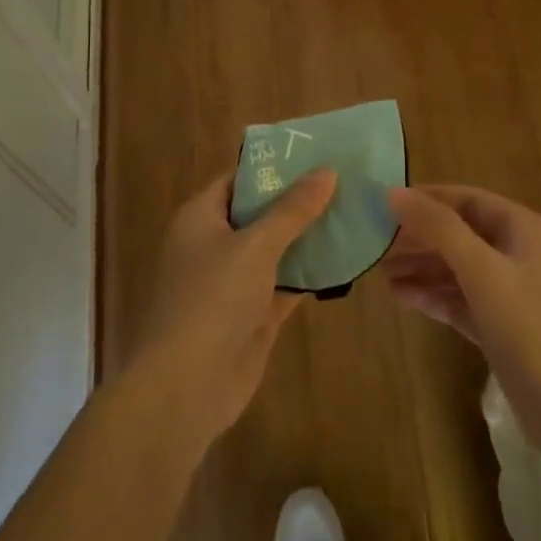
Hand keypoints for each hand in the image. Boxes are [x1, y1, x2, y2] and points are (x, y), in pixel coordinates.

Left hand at [124, 169, 337, 442]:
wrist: (186, 387)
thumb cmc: (212, 300)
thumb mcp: (255, 246)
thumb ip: (292, 210)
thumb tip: (327, 170)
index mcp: (200, 218)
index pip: (238, 179)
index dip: (273, 166)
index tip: (315, 153)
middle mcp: (215, 244)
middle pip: (260, 213)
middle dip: (298, 200)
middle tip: (344, 179)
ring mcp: (234, 282)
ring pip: (276, 250)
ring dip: (308, 237)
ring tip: (353, 211)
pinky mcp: (253, 314)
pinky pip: (286, 283)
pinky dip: (310, 273)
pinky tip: (345, 258)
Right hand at [383, 186, 540, 456]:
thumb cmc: (532, 328)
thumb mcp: (483, 271)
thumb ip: (439, 228)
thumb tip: (394, 192)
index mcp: (522, 229)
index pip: (466, 199)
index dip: (427, 198)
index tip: (383, 203)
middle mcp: (518, 254)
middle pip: (460, 233)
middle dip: (419, 236)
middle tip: (375, 242)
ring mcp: (512, 295)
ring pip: (459, 269)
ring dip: (422, 267)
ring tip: (380, 270)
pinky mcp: (503, 330)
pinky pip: (461, 301)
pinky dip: (434, 296)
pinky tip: (402, 296)